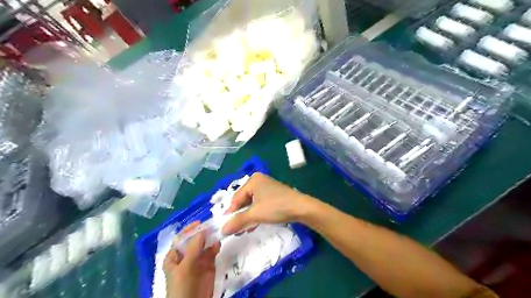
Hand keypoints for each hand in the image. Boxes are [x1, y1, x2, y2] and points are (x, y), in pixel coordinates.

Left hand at [163, 221, 218, 296]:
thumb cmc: (182, 288)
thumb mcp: (185, 268)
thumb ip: (193, 249)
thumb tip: (202, 230)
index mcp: (174, 257)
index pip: (181, 238)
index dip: (189, 230)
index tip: (200, 222)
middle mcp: (186, 256)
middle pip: (195, 240)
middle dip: (203, 233)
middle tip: (213, 225)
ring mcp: (198, 260)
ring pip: (204, 245)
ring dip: (210, 239)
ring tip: (217, 232)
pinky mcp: (208, 265)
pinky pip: (212, 252)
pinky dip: (215, 247)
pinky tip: (218, 244)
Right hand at [223, 172, 311, 234]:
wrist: (301, 208)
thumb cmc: (276, 207)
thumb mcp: (255, 214)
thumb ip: (238, 221)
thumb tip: (222, 230)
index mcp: (253, 180)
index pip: (236, 197)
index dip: (230, 212)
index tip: (225, 225)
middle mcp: (259, 181)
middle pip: (244, 200)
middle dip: (240, 215)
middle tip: (235, 228)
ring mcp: (268, 187)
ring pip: (252, 203)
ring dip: (247, 216)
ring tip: (243, 229)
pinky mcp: (274, 194)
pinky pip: (260, 204)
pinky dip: (256, 214)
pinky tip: (254, 224)